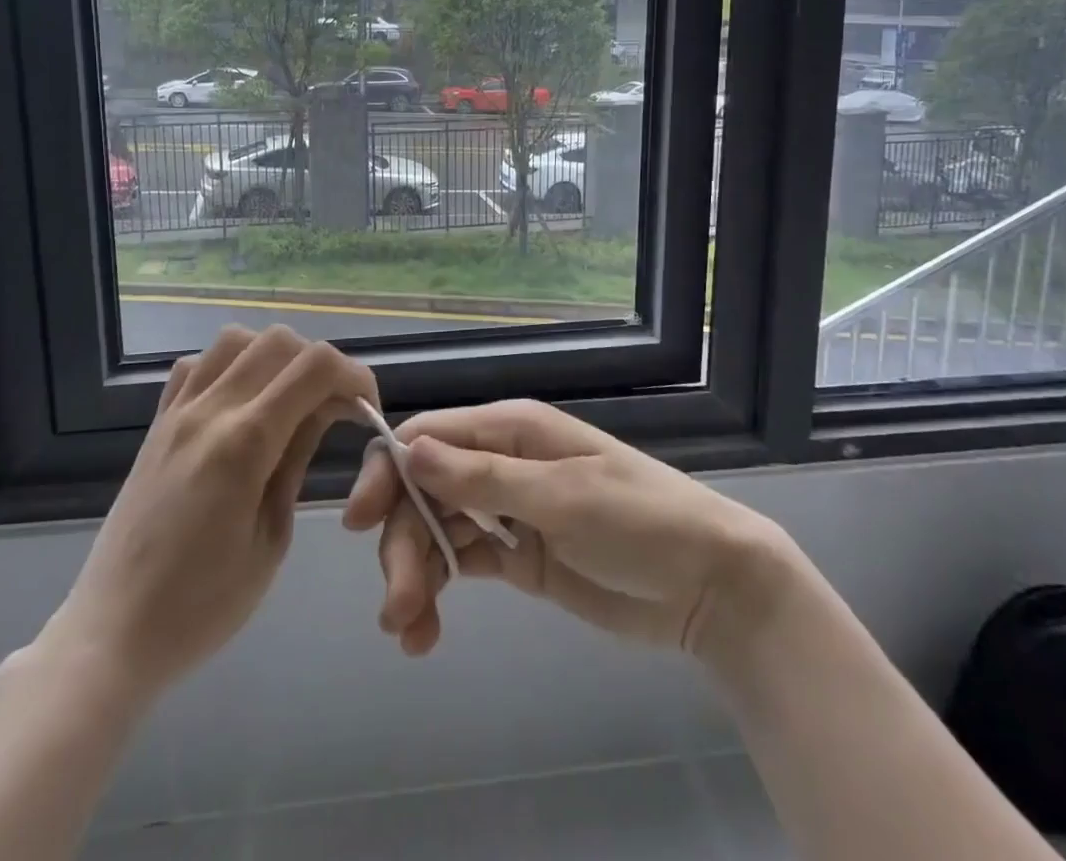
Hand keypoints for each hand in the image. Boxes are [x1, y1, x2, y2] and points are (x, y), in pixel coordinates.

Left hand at [40, 325, 376, 698]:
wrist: (110, 636)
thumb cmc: (202, 607)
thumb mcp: (271, 539)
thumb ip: (298, 458)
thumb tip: (327, 408)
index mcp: (244, 444)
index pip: (315, 368)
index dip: (354, 375)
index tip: (366, 408)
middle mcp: (209, 411)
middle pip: (279, 341)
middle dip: (320, 364)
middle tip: (333, 407)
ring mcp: (176, 412)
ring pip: (236, 340)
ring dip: (274, 356)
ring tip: (288, 398)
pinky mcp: (156, 423)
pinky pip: (196, 365)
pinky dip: (229, 365)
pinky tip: (240, 402)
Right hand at [342, 399, 793, 663]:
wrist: (706, 584)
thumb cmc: (639, 521)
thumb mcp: (562, 496)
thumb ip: (484, 477)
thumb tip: (410, 448)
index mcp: (510, 430)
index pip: (429, 436)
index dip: (388, 471)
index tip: (359, 521)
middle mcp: (500, 463)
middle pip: (424, 490)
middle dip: (403, 541)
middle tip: (398, 606)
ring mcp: (508, 510)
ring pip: (436, 530)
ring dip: (414, 574)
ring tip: (410, 633)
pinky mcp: (517, 555)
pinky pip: (461, 563)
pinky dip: (437, 593)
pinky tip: (425, 633)